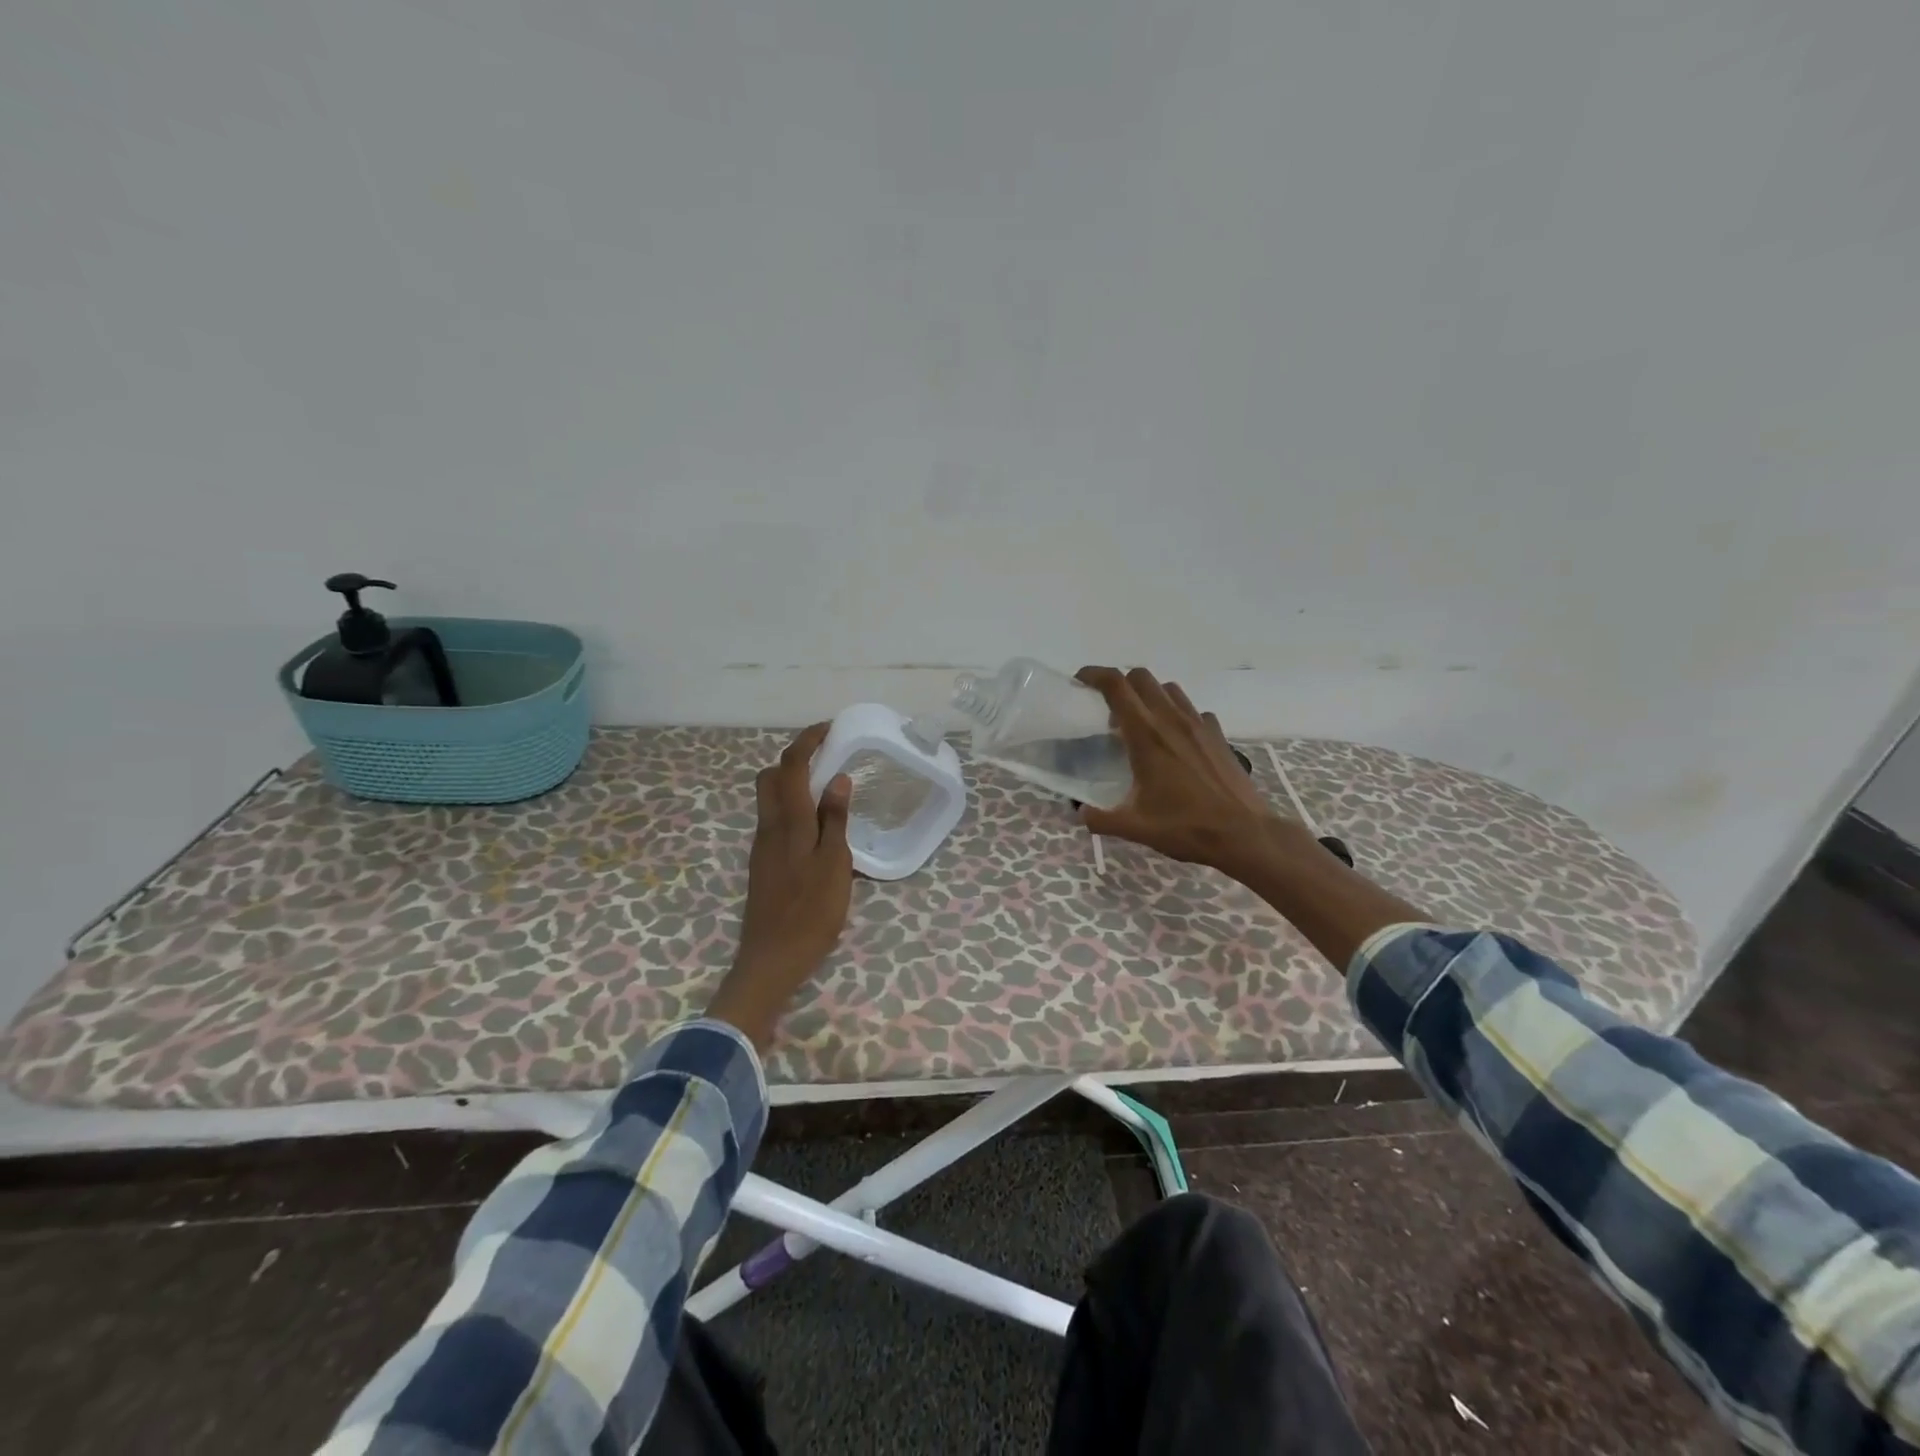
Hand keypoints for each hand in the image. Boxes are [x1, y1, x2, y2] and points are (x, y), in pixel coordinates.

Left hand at [706, 723, 853, 1049]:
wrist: (772, 958)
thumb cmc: (811, 912)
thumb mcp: (835, 864)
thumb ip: (835, 820)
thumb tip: (838, 778)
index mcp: (788, 822)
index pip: (790, 766)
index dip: (806, 741)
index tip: (829, 729)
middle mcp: (768, 827)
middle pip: (770, 777)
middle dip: (794, 759)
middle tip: (826, 759)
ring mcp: (762, 846)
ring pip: (769, 799)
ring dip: (792, 783)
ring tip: (827, 790)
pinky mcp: (763, 863)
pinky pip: (774, 819)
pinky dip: (792, 807)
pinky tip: (817, 826)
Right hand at [1075, 666, 1301, 877]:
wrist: (1244, 834)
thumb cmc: (1186, 827)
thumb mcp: (1135, 828)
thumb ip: (1100, 819)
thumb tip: (1081, 814)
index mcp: (1146, 735)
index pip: (1116, 686)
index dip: (1094, 675)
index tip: (1080, 681)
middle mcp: (1171, 720)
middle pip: (1141, 677)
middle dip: (1120, 684)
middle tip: (1109, 711)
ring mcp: (1199, 724)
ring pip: (1168, 689)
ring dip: (1149, 696)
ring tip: (1141, 723)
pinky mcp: (1218, 735)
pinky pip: (1193, 710)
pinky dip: (1178, 714)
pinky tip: (1175, 740)